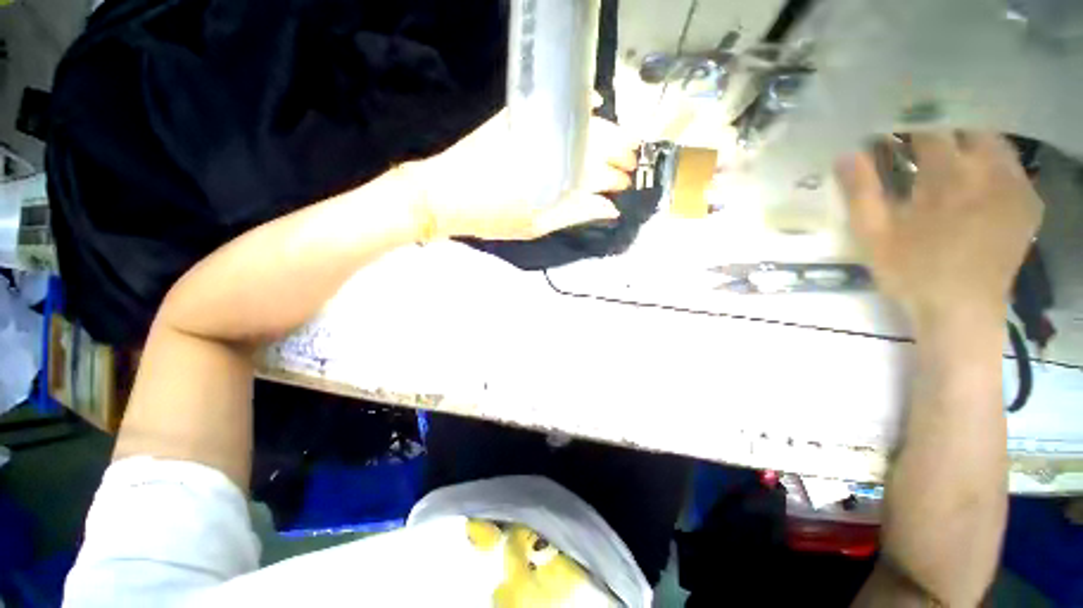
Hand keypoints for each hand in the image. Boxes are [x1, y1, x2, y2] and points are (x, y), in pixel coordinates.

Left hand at [408, 109, 637, 240]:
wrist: (445, 193)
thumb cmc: (492, 217)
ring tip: (619, 144)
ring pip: (586, 123)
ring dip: (609, 132)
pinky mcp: (521, 115)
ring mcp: (539, 126)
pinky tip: (594, 104)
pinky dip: (581, 104)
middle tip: (629, 164)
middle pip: (600, 143)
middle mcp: (554, 145)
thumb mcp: (536, 225)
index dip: (617, 178)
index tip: (625, 184)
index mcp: (559, 178)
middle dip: (621, 153)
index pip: (601, 173)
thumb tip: (609, 209)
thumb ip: (574, 214)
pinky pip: (560, 103)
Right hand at [837, 132, 1043, 326]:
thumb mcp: (873, 235)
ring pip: (994, 141)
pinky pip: (1011, 166)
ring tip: (947, 157)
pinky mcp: (1029, 203)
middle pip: (970, 125)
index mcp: (949, 176)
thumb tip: (845, 153)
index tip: (892, 125)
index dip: (909, 122)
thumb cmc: (911, 272)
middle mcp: (990, 171)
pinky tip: (974, 179)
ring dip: (969, 141)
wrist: (962, 312)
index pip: (931, 127)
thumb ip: (861, 191)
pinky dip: (991, 161)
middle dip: (944, 126)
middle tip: (921, 140)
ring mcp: (1016, 186)